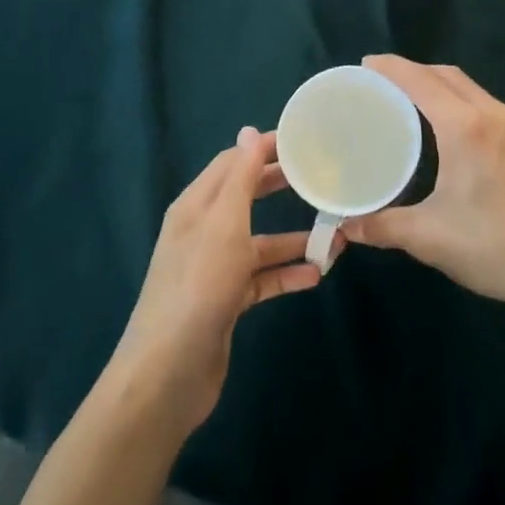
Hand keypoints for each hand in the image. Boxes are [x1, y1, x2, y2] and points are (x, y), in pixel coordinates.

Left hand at [109, 127, 332, 437]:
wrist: (169, 373)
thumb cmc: (199, 285)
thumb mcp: (223, 223)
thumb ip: (240, 176)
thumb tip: (249, 130)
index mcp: (196, 206)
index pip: (232, 162)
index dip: (263, 149)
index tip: (303, 142)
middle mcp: (203, 231)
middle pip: (246, 197)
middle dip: (280, 186)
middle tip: (320, 178)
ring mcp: (214, 269)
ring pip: (259, 243)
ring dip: (293, 239)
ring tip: (335, 237)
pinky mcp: (226, 302)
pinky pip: (262, 279)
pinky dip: (287, 274)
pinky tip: (317, 275)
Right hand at [339, 56, 504, 314]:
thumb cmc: (494, 246)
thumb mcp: (430, 238)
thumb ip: (383, 226)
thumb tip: (346, 227)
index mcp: (465, 127)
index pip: (421, 81)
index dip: (391, 68)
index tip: (365, 64)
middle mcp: (491, 114)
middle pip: (445, 75)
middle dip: (411, 70)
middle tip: (379, 82)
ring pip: (467, 86)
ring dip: (436, 82)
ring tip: (405, 98)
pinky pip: (482, 102)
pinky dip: (455, 98)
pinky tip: (443, 123)